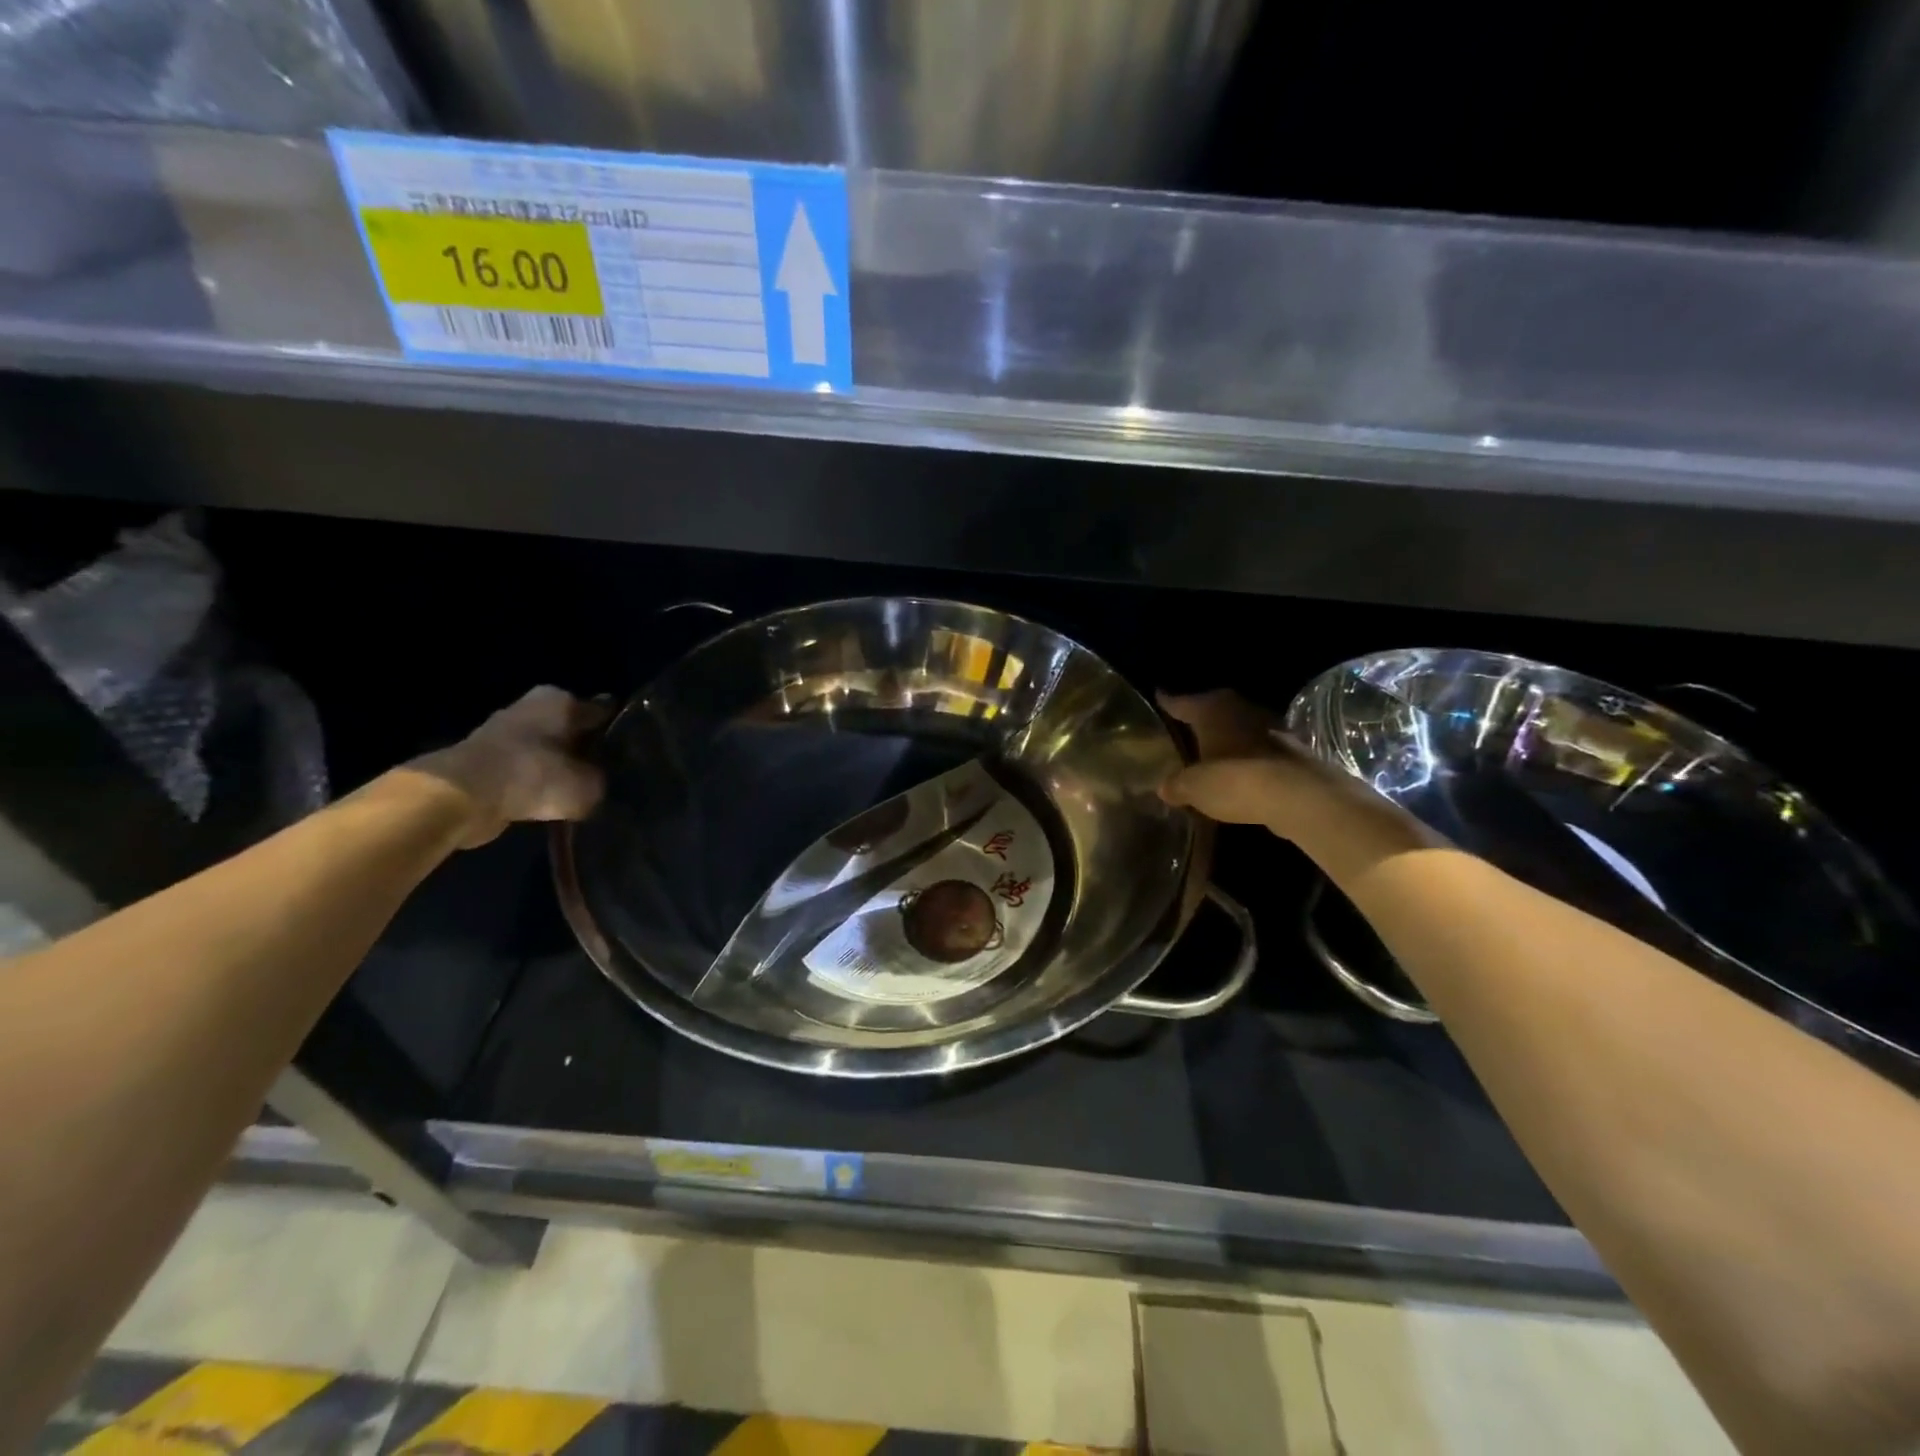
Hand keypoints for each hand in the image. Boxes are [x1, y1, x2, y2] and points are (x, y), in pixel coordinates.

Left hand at [413, 687, 612, 847]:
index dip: (620, 730)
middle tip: (610, 773)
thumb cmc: (533, 776)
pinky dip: (536, 782)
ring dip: (560, 766)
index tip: (633, 750)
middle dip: (588, 748)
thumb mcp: (586, 786)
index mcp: (561, 699)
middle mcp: (533, 706)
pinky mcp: (486, 759)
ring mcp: (506, 731)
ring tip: (582, 790)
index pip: (604, 711)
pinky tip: (551, 801)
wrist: (461, 797)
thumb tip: (600, 785)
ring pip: (549, 748)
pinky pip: (526, 769)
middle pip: (573, 728)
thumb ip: (601, 783)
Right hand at [1157, 690, 1436, 860]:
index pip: (1181, 701)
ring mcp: (1271, 728)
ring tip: (1211, 754)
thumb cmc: (1234, 780)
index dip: (1168, 701)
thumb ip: (1177, 784)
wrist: (1300, 796)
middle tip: (1184, 729)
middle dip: (1201, 720)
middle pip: (1214, 710)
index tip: (1158, 696)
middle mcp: (1241, 709)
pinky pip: (1259, 750)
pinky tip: (1240, 774)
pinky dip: (1248, 759)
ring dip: (1228, 740)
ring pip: (1239, 728)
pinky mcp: (1293, 751)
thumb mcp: (1193, 787)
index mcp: (1212, 710)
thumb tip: (1164, 786)